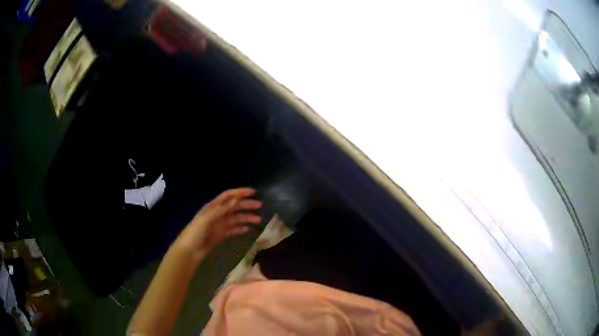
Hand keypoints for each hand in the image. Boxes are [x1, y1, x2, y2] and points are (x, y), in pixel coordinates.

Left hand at [176, 188, 261, 256]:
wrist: (190, 250)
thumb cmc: (196, 232)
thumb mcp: (207, 219)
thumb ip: (222, 209)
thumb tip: (236, 199)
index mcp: (213, 207)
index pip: (228, 196)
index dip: (240, 192)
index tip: (253, 192)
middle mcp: (218, 213)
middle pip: (234, 206)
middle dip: (247, 205)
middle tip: (260, 205)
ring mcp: (220, 224)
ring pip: (236, 218)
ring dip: (247, 217)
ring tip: (258, 220)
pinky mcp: (221, 234)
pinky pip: (233, 229)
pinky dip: (241, 228)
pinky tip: (248, 229)